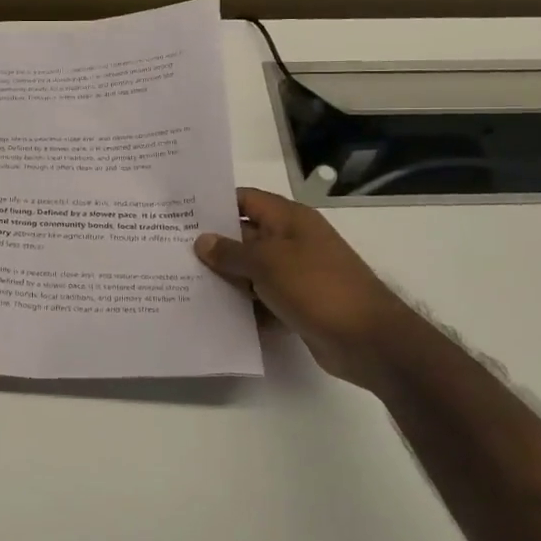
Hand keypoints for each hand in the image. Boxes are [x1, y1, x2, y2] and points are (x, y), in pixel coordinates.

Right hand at [193, 188, 416, 392]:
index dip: (215, 204)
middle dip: (214, 243)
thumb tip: (202, 240)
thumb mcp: (268, 263)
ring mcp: (296, 273)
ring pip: (251, 269)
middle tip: (172, 249)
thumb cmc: (317, 287)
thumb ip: (231, 252)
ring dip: (226, 276)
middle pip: (245, 235)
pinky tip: (213, 311)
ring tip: (183, 280)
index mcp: (289, 219)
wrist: (368, 340)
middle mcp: (292, 241)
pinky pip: (262, 297)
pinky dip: (243, 303)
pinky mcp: (297, 303)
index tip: (181, 213)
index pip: (245, 200)